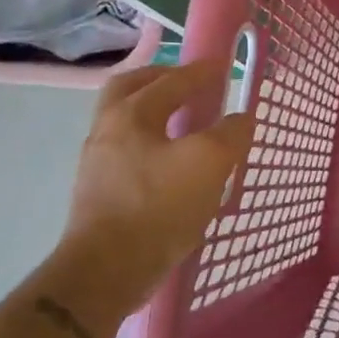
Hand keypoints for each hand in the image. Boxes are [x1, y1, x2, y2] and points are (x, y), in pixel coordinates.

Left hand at [58, 61, 254, 291]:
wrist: (106, 271)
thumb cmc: (158, 206)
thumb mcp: (208, 163)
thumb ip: (230, 134)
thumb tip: (240, 118)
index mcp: (131, 114)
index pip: (171, 80)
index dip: (201, 71)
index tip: (224, 66)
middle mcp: (107, 130)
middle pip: (130, 89)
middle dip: (161, 80)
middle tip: (189, 84)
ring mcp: (98, 163)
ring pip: (126, 122)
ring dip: (154, 113)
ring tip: (186, 124)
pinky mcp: (98, 193)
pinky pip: (127, 151)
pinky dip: (150, 143)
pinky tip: (171, 162)